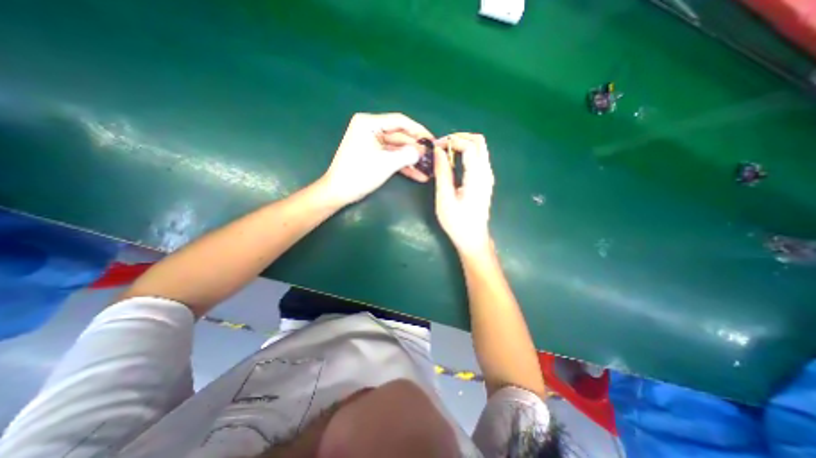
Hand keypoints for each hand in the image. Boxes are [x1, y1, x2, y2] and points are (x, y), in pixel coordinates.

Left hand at [322, 112, 432, 203]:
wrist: (339, 192)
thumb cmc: (360, 174)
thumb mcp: (386, 164)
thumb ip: (407, 155)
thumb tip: (422, 151)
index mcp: (369, 123)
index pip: (400, 121)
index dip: (418, 130)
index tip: (432, 140)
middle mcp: (371, 129)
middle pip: (400, 136)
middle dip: (416, 148)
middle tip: (433, 157)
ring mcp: (372, 143)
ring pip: (397, 148)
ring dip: (412, 159)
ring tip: (428, 168)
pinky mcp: (373, 155)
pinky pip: (391, 157)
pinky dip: (403, 165)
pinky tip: (418, 175)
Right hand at [437, 132, 494, 253]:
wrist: (473, 239)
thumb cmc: (457, 222)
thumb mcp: (445, 198)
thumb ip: (442, 173)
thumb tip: (438, 151)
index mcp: (477, 176)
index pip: (469, 145)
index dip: (452, 141)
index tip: (435, 147)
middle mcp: (486, 172)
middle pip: (479, 141)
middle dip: (459, 138)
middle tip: (441, 146)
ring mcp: (487, 176)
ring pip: (480, 148)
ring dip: (462, 144)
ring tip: (444, 153)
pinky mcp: (484, 181)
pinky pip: (478, 158)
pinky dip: (466, 153)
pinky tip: (453, 163)